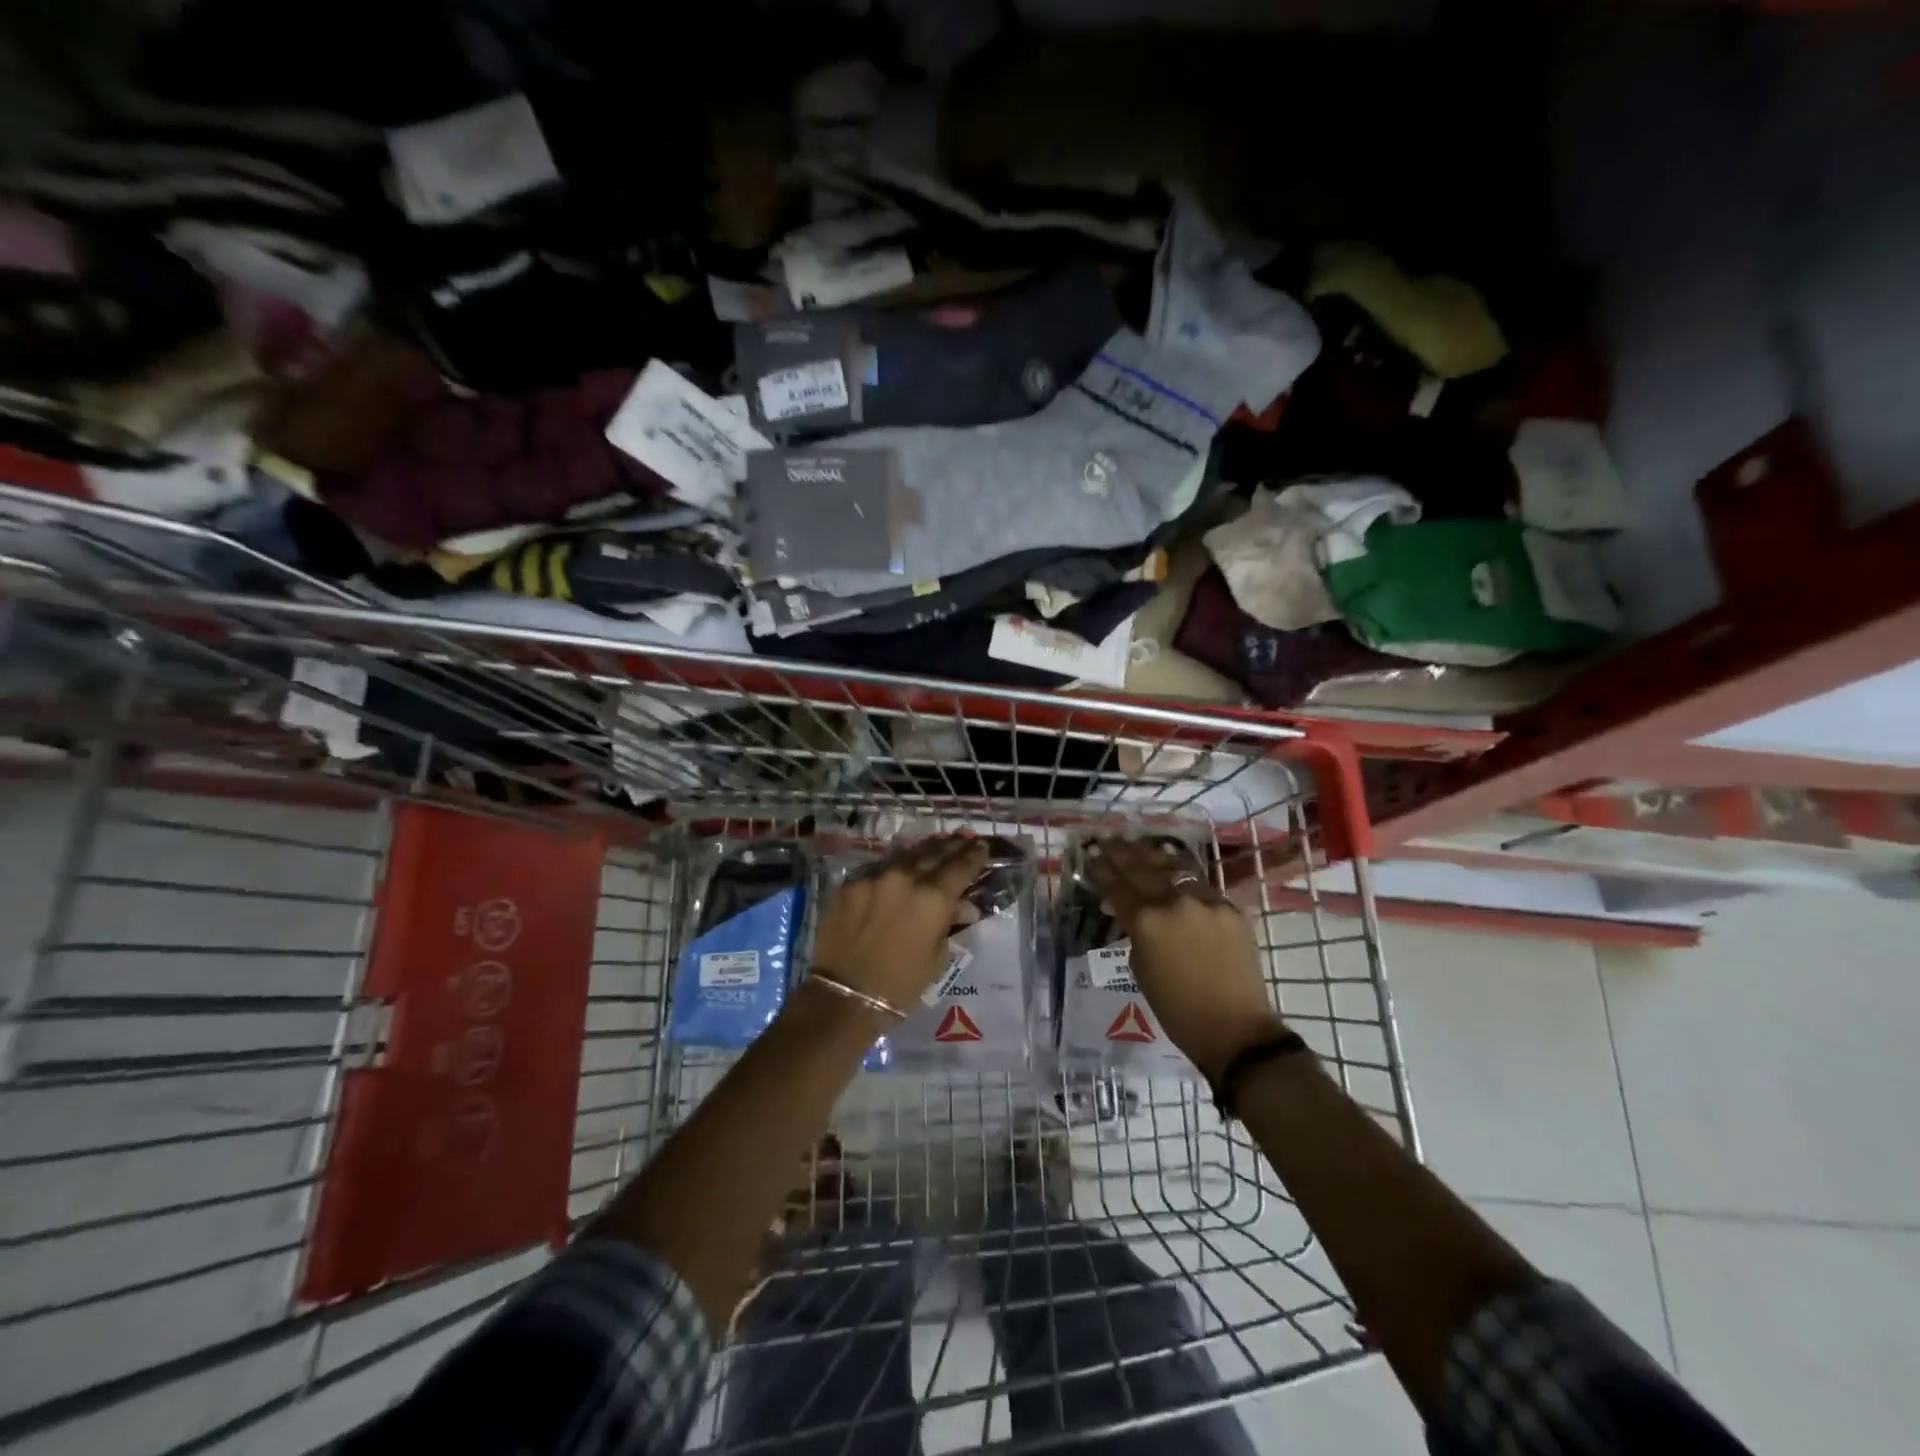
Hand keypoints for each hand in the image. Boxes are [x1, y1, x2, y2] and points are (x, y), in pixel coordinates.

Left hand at [810, 836, 989, 1011]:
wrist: (844, 996)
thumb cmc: (900, 986)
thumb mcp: (937, 959)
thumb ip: (949, 924)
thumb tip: (963, 906)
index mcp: (933, 898)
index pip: (961, 866)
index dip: (974, 856)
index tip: (982, 847)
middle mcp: (906, 878)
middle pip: (935, 853)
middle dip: (952, 846)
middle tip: (963, 840)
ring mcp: (875, 877)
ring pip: (907, 855)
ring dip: (925, 851)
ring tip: (937, 846)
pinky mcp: (851, 884)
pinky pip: (880, 868)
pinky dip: (897, 866)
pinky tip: (902, 867)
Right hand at [1085, 837, 1287, 1083]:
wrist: (1235, 1029)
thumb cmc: (1177, 1009)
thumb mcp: (1140, 968)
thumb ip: (1134, 933)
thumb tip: (1131, 913)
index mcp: (1146, 920)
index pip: (1117, 886)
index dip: (1101, 869)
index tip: (1090, 854)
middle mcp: (1174, 901)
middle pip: (1142, 868)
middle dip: (1122, 854)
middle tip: (1108, 840)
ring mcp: (1206, 901)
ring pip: (1174, 868)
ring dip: (1152, 855)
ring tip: (1137, 843)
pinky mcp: (1231, 908)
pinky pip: (1201, 885)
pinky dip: (1182, 876)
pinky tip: (1173, 866)